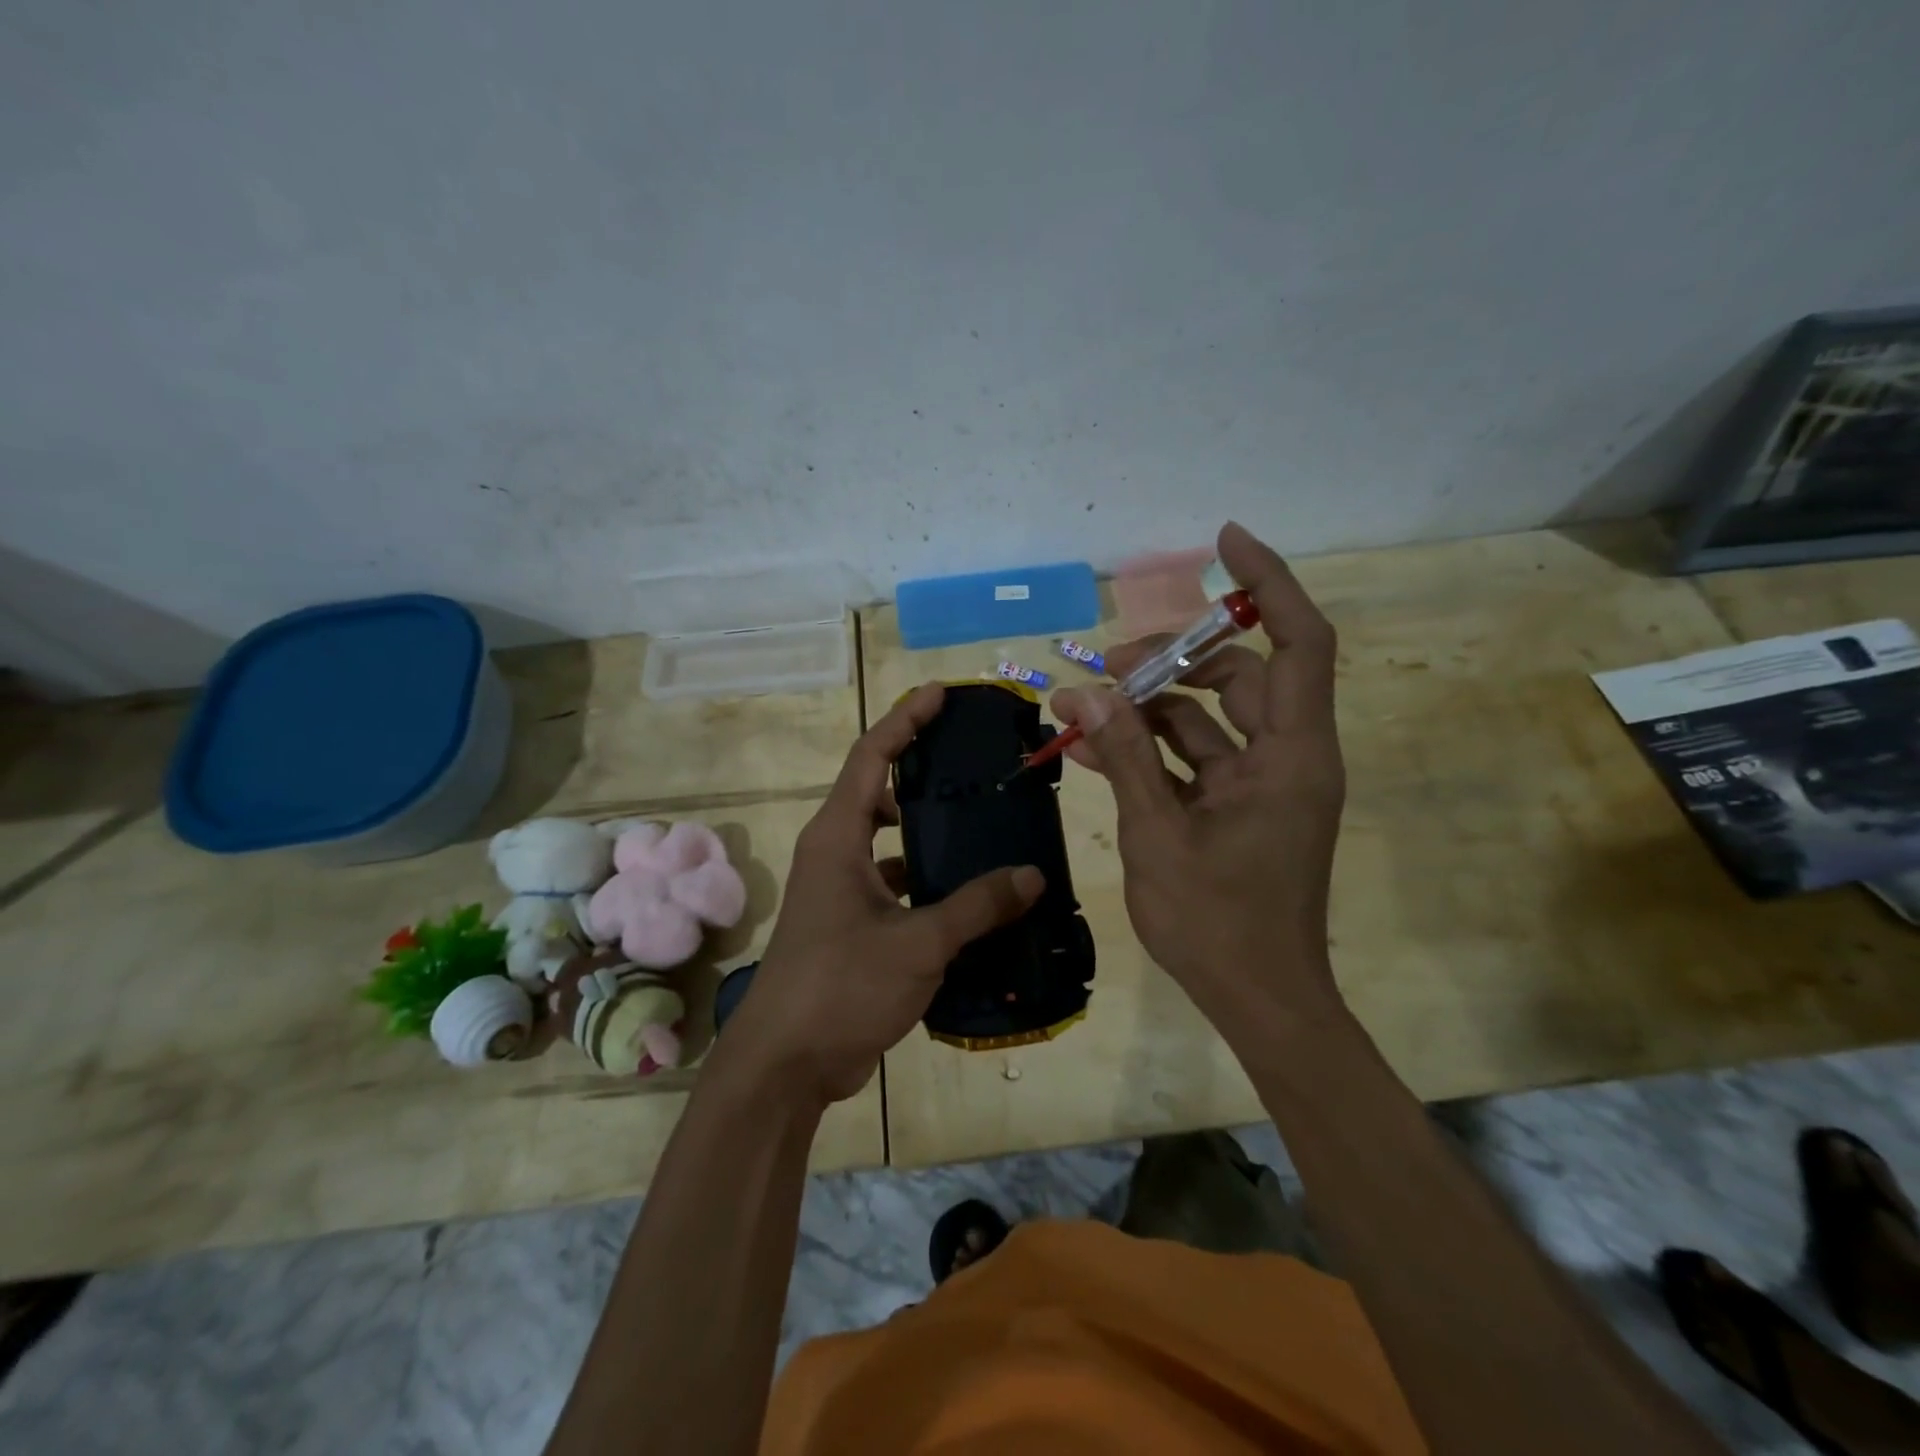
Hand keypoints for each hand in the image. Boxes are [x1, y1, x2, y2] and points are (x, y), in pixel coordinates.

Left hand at [717, 684, 1044, 1106]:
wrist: (786, 1065)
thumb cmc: (840, 986)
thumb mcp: (917, 942)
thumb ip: (976, 906)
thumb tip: (1032, 876)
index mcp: (837, 837)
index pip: (870, 756)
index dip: (905, 719)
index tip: (940, 694)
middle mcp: (836, 853)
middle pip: (879, 792)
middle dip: (921, 770)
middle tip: (974, 761)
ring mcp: (842, 892)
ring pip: (891, 843)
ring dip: (929, 833)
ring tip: (985, 824)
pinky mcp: (853, 926)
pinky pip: (897, 886)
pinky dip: (930, 883)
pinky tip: (973, 896)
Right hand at [1051, 522, 1345, 1022]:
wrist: (1259, 1000)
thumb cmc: (1218, 923)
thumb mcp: (1158, 834)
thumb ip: (1123, 757)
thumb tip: (1085, 692)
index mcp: (1293, 756)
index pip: (1301, 643)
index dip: (1269, 583)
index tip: (1223, 542)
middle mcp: (1288, 757)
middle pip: (1241, 675)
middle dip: (1172, 660)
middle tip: (1108, 667)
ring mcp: (1263, 783)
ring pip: (1210, 716)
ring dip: (1151, 707)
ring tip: (1085, 706)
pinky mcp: (1239, 806)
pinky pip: (1194, 757)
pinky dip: (1150, 748)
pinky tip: (1095, 747)